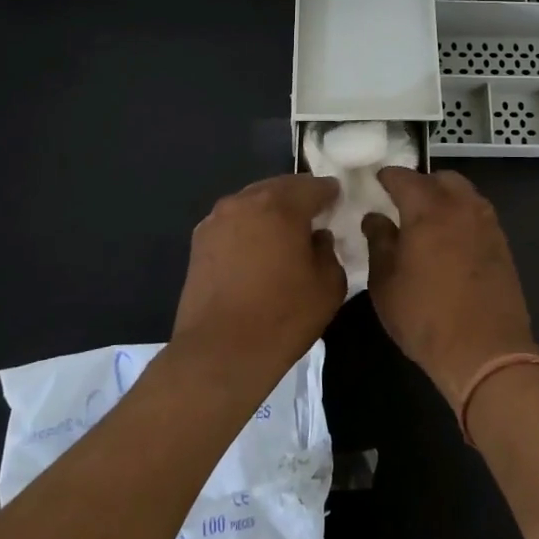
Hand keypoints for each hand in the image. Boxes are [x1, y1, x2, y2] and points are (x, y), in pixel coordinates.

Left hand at [173, 174, 345, 392]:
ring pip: (253, 202)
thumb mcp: (328, 285)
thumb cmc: (282, 317)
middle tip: (314, 216)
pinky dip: (248, 227)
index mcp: (281, 205)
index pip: (313, 186)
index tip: (339, 202)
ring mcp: (217, 219)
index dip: (330, 193)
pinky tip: (256, 250)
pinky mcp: (199, 241)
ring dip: (271, 211)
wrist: (220, 352)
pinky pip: (233, 222)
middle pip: (279, 187)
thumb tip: (317, 237)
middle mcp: (245, 202)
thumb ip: (328, 250)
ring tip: (284, 233)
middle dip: (299, 197)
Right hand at [362, 169, 538, 407]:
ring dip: (445, 198)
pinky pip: (478, 215)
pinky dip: (462, 216)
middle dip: (420, 183)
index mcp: (428, 209)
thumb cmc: (425, 317)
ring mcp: (487, 224)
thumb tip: (375, 217)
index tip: (376, 181)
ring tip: (428, 221)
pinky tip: (451, 240)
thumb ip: (378, 242)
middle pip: (440, 178)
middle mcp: (461, 206)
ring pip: (464, 194)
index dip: (387, 177)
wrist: (486, 351)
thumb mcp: (385, 283)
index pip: (403, 177)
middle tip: (403, 202)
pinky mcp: (502, 244)